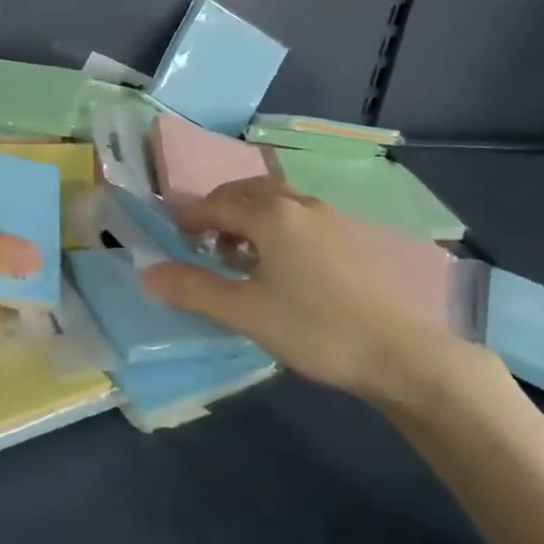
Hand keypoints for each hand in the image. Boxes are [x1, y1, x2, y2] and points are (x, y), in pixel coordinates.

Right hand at [139, 177, 462, 407]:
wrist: (396, 352)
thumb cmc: (313, 328)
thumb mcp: (244, 312)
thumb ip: (193, 289)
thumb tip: (147, 272)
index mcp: (271, 214)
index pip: (216, 203)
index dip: (189, 216)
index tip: (171, 235)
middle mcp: (298, 204)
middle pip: (245, 191)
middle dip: (217, 210)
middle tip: (198, 240)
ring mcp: (326, 218)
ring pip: (273, 201)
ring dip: (245, 216)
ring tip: (232, 252)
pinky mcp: (344, 237)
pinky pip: (294, 214)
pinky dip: (271, 224)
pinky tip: (272, 262)